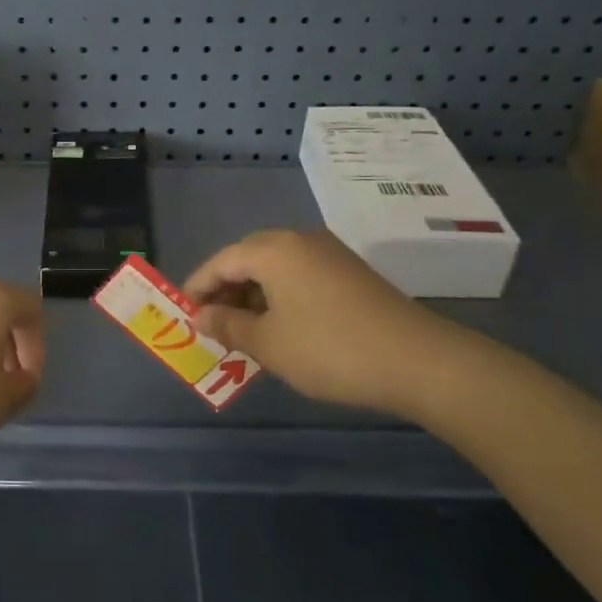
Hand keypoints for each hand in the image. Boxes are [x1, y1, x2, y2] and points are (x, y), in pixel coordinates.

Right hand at [185, 230, 474, 419]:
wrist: (417, 360)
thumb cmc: (329, 349)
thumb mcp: (268, 344)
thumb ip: (228, 326)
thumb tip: (201, 317)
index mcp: (274, 250)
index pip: (222, 261)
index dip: (199, 287)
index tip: (185, 314)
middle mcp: (300, 241)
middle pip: (248, 258)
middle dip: (226, 290)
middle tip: (212, 324)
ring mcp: (329, 254)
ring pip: (276, 268)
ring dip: (254, 295)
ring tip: (244, 330)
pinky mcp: (351, 272)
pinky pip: (300, 276)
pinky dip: (281, 297)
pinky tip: (281, 327)